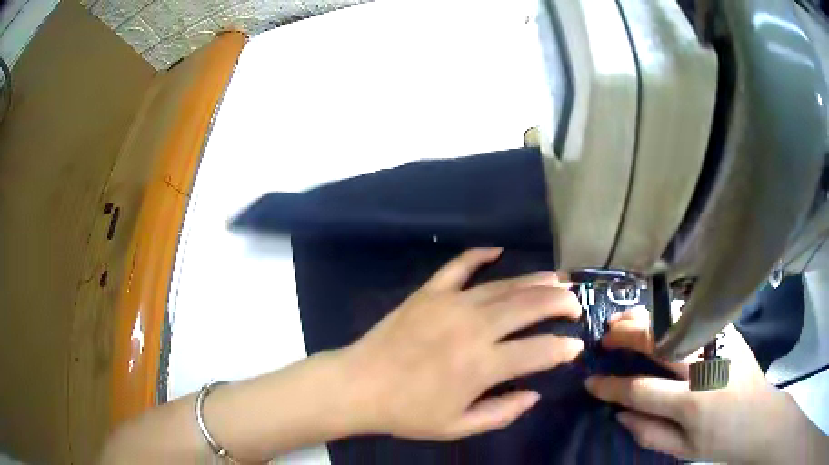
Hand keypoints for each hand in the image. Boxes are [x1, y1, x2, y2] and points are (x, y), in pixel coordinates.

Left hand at [339, 248, 583, 439]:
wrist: (359, 386)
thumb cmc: (407, 412)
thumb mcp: (457, 427)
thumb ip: (502, 413)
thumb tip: (535, 395)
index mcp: (482, 366)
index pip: (539, 350)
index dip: (564, 348)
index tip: (576, 346)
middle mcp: (473, 328)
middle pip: (529, 306)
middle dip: (560, 302)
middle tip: (575, 302)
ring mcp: (450, 304)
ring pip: (504, 285)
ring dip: (535, 280)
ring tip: (556, 279)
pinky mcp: (428, 293)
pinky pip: (458, 266)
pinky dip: (479, 255)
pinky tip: (497, 250)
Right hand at [585, 306, 822, 463]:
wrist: (759, 417)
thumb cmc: (720, 440)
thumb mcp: (681, 450)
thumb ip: (648, 433)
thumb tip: (618, 413)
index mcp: (693, 402)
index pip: (641, 391)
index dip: (611, 386)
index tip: (590, 381)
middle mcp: (706, 366)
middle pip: (658, 341)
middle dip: (626, 336)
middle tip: (605, 337)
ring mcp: (720, 342)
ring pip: (675, 319)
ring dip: (645, 317)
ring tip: (625, 320)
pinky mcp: (729, 331)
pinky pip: (692, 316)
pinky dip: (667, 314)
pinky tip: (655, 318)